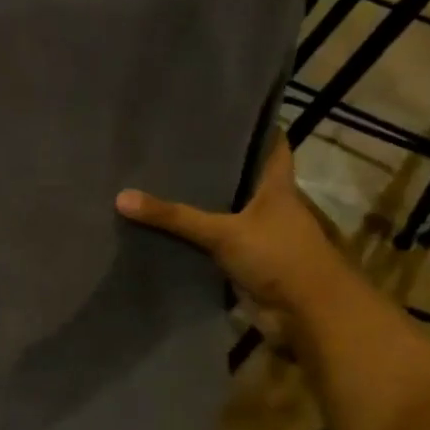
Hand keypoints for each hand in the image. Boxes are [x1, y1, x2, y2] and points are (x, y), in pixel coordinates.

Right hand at [116, 134, 336, 311]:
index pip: (272, 145)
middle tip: (175, 147)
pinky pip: (217, 245)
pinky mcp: (248, 263)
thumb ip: (176, 217)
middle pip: (243, 178)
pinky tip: (167, 230)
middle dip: (216, 166)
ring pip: (228, 212)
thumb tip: (121, 197)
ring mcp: (260, 236)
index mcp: (277, 186)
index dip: (255, 128)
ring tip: (162, 182)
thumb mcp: (223, 232)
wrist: (308, 315)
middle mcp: (271, 206)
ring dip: (204, 205)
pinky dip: (197, 239)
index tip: (225, 113)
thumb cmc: (278, 257)